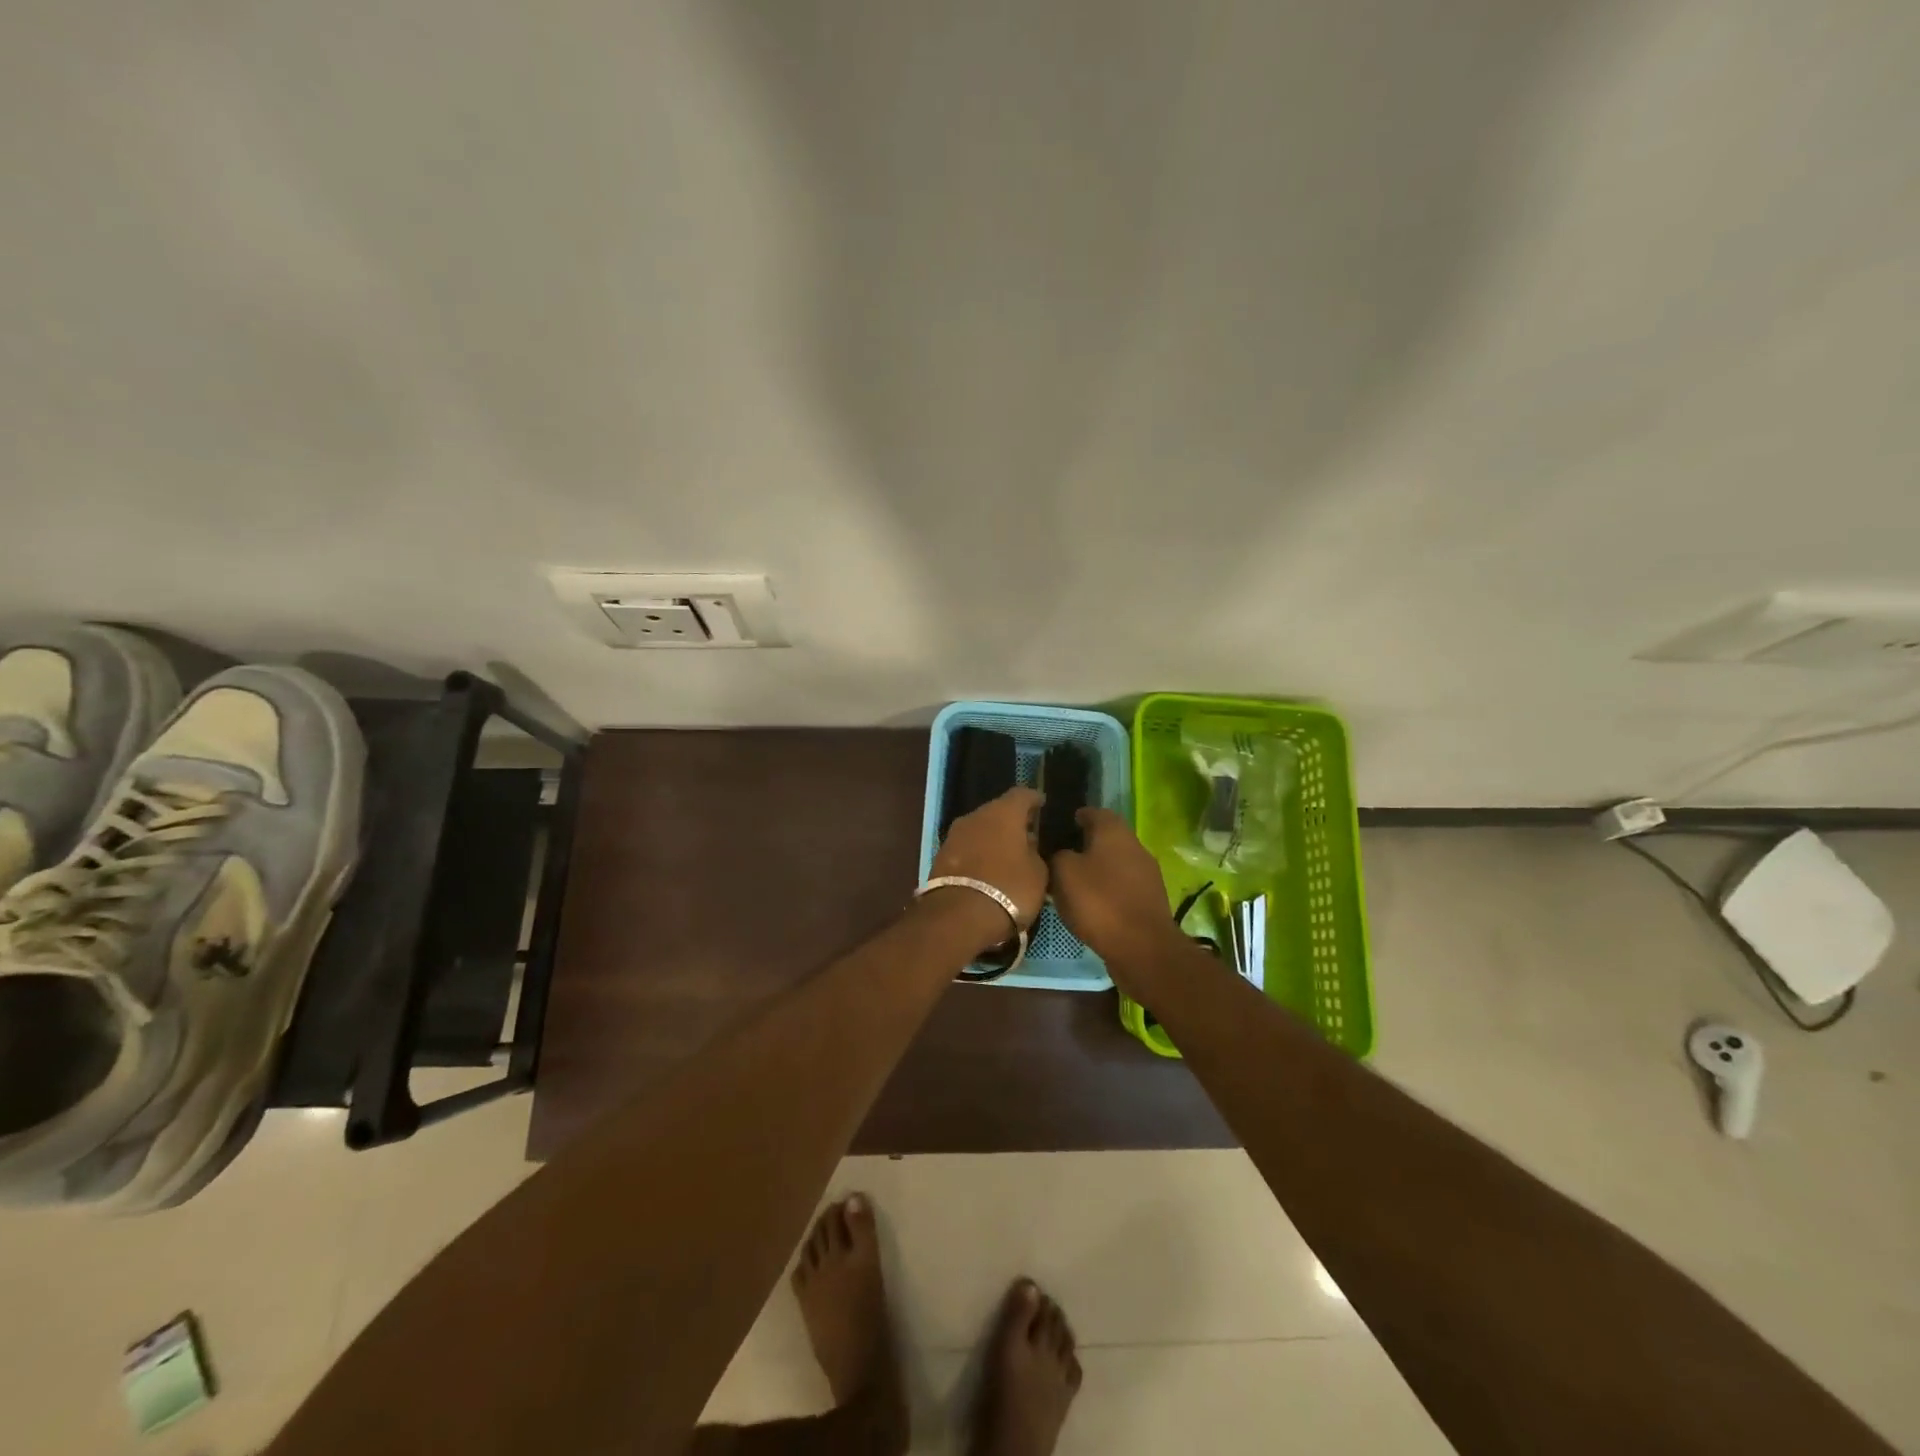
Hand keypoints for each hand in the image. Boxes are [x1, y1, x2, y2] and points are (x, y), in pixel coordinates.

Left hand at [930, 787, 1047, 932]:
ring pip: (979, 829)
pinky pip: (966, 848)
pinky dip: (977, 853)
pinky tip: (987, 868)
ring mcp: (954, 835)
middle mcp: (976, 816)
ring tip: (1006, 854)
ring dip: (992, 838)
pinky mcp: (940, 856)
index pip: (1021, 794)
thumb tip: (1027, 844)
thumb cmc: (1009, 889)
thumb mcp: (1037, 873)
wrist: (959, 916)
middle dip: (1011, 821)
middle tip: (1025, 834)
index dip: (1033, 799)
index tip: (1041, 804)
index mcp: (1003, 813)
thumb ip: (1034, 852)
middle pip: (997, 810)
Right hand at [1049, 808, 1182, 985]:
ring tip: (1071, 884)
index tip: (1055, 829)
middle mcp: (1134, 846)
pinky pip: (1122, 887)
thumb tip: (1062, 854)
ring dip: (1095, 870)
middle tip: (1058, 859)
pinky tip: (1090, 906)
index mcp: (1114, 831)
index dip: (1073, 818)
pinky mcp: (1149, 900)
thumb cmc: (1099, 902)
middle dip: (1083, 845)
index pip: (1093, 812)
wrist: (1142, 948)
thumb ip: (1058, 855)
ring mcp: (1146, 874)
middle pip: (1105, 838)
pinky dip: (1106, 891)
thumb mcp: (1063, 873)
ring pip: (1114, 863)